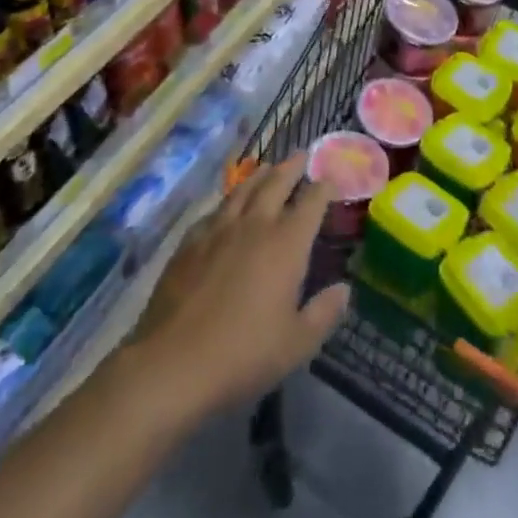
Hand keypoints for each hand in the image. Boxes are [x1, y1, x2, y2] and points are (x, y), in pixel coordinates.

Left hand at [128, 157, 349, 417]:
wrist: (173, 362)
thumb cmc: (244, 355)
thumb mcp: (297, 344)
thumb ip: (324, 313)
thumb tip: (344, 289)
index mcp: (287, 243)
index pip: (311, 202)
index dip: (324, 187)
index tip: (331, 178)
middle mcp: (255, 225)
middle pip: (276, 183)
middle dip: (292, 167)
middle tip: (301, 155)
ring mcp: (219, 229)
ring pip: (243, 189)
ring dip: (259, 175)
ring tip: (267, 167)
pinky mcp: (190, 242)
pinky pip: (214, 211)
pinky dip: (227, 202)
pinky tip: (226, 207)